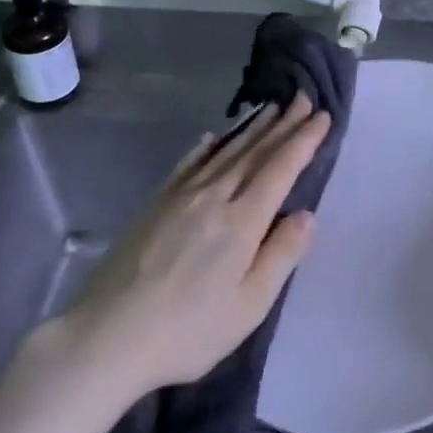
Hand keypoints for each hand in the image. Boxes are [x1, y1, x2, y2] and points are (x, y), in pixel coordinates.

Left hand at [54, 94, 329, 397]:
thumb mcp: (249, 305)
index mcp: (242, 222)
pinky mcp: (157, 204)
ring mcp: (181, 197)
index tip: (322, 116)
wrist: (109, 334)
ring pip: (225, 152)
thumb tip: (307, 215)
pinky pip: (189, 164)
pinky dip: (206, 147)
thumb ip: (281, 255)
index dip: (303, 140)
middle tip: (304, 97)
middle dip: (283, 124)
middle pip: (255, 153)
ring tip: (271, 108)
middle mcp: (214, 197)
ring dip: (252, 128)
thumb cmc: (188, 330)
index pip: (280, 169)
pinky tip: (213, 137)